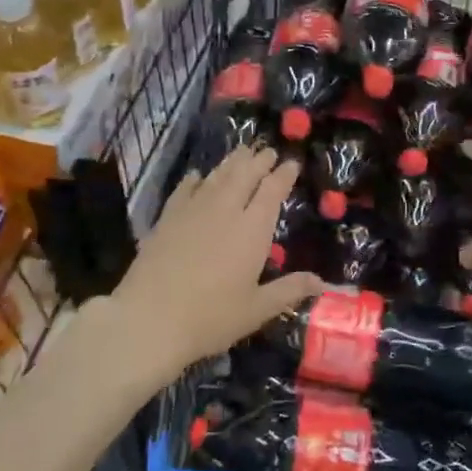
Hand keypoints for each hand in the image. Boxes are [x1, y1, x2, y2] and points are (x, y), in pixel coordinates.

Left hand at [105, 148, 320, 383]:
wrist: (148, 319)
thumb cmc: (210, 317)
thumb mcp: (257, 309)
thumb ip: (289, 290)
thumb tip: (322, 282)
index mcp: (252, 228)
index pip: (272, 190)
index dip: (284, 174)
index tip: (292, 163)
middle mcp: (225, 210)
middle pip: (245, 175)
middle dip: (258, 160)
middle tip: (267, 151)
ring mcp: (193, 211)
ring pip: (216, 177)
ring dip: (231, 163)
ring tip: (240, 153)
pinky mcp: (167, 219)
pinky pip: (184, 190)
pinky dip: (194, 180)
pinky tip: (196, 176)